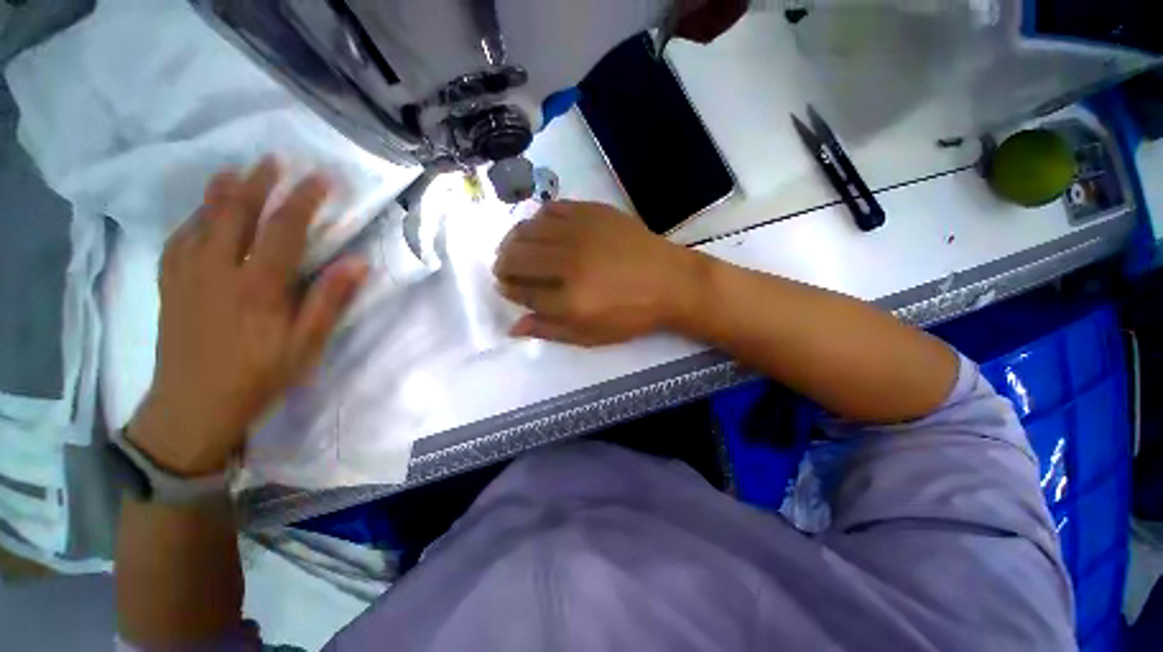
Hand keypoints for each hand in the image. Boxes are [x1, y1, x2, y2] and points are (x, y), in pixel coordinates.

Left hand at [128, 160, 367, 475]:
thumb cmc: (259, 376)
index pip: (284, 229)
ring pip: (201, 220)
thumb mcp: (306, 344)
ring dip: (220, 191)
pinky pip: (178, 239)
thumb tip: (358, 263)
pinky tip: (201, 213)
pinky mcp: (170, 285)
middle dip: (258, 182)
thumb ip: (330, 300)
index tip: (322, 178)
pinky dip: (192, 218)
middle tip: (275, 160)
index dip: (304, 200)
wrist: (195, 406)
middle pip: (236, 213)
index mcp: (258, 286)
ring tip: (235, 171)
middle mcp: (218, 270)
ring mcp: (188, 275)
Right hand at [493, 201, 705, 346]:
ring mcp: (580, 233)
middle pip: (517, 257)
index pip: (521, 291)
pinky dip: (539, 219)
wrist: (671, 282)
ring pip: (528, 230)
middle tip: (505, 269)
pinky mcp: (592, 212)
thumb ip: (550, 330)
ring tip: (517, 248)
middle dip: (503, 265)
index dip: (508, 289)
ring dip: (514, 240)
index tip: (505, 287)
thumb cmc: (631, 315)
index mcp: (568, 300)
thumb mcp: (591, 335)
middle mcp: (568, 263)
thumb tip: (513, 327)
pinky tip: (542, 229)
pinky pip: (552, 208)